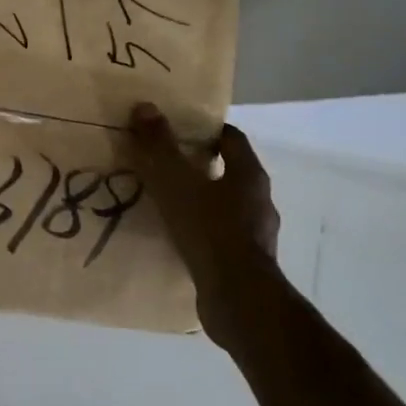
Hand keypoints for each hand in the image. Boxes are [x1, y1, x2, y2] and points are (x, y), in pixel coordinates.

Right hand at [129, 103, 286, 345]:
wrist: (238, 298)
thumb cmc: (210, 230)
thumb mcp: (176, 183)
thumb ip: (160, 146)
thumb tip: (145, 107)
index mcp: (249, 175)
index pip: (231, 139)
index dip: (206, 132)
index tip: (178, 131)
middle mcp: (259, 201)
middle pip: (229, 172)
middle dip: (200, 167)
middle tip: (164, 166)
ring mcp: (256, 234)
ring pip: (225, 206)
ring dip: (201, 202)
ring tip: (166, 204)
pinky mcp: (247, 262)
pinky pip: (220, 236)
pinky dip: (201, 232)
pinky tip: (177, 239)